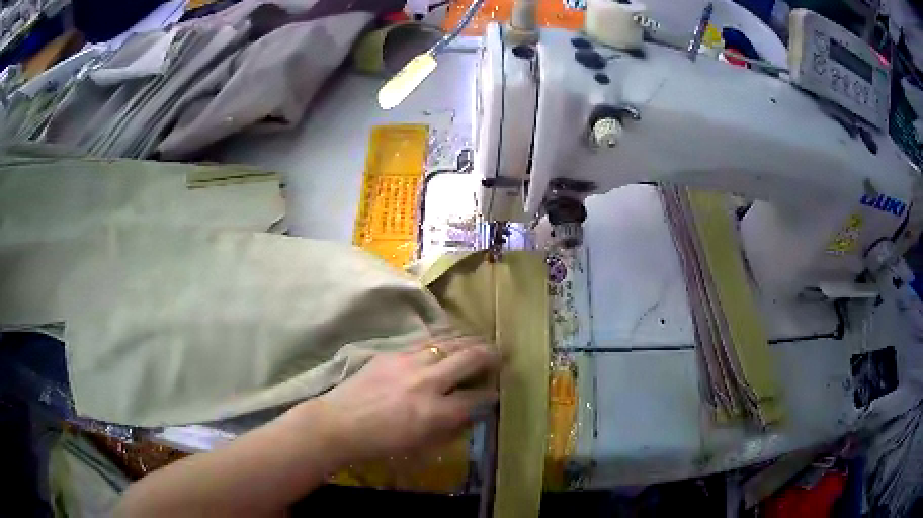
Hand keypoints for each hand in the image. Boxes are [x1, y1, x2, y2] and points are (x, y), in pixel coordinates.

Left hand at [292, 336, 500, 464]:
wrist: (339, 424)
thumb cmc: (379, 443)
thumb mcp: (420, 444)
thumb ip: (449, 426)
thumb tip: (469, 412)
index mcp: (434, 412)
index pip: (475, 398)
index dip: (490, 396)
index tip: (495, 393)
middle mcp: (426, 382)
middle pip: (468, 359)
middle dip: (489, 356)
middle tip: (498, 355)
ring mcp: (408, 363)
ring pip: (448, 343)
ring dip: (468, 341)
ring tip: (479, 341)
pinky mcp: (392, 353)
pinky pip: (425, 342)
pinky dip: (442, 341)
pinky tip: (447, 341)